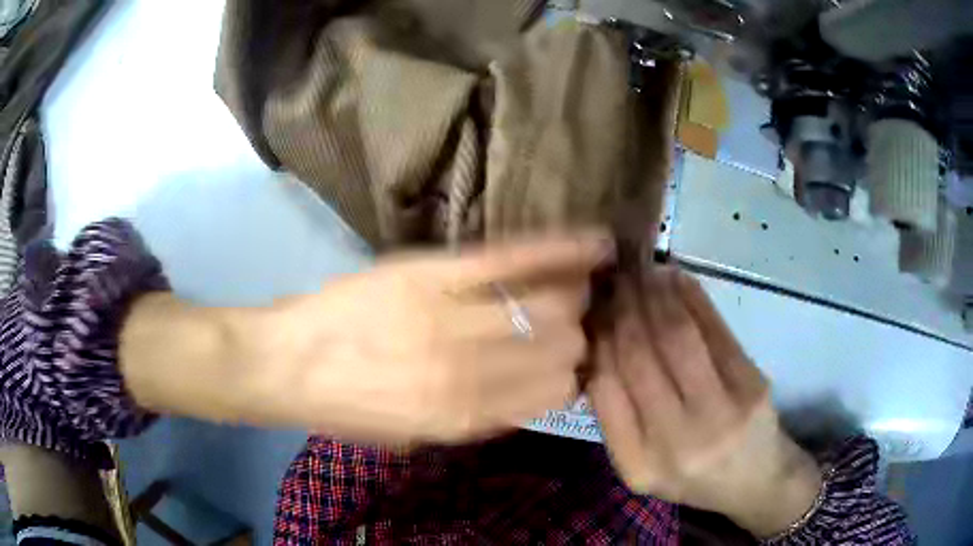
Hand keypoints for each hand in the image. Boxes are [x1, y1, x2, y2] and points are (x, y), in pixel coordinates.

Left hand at [225, 230, 611, 443]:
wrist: (290, 362)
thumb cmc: (349, 408)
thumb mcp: (413, 436)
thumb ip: (476, 420)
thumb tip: (527, 398)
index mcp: (468, 415)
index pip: (555, 390)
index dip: (568, 375)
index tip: (567, 362)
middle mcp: (473, 369)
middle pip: (563, 345)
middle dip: (572, 336)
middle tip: (563, 325)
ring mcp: (456, 315)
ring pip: (552, 304)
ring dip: (571, 297)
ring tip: (570, 288)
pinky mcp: (438, 271)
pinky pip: (514, 257)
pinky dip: (561, 249)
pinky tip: (598, 243)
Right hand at [588, 268, 821, 536]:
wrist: (754, 479)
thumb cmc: (691, 474)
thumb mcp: (642, 463)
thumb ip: (616, 414)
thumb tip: (597, 340)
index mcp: (639, 464)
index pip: (606, 387)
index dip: (597, 338)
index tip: (592, 308)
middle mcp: (677, 441)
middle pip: (640, 355)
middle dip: (622, 306)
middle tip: (613, 277)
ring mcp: (721, 412)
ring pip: (677, 336)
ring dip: (654, 294)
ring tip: (640, 270)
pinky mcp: (751, 384)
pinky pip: (715, 331)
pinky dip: (692, 298)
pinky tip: (676, 279)